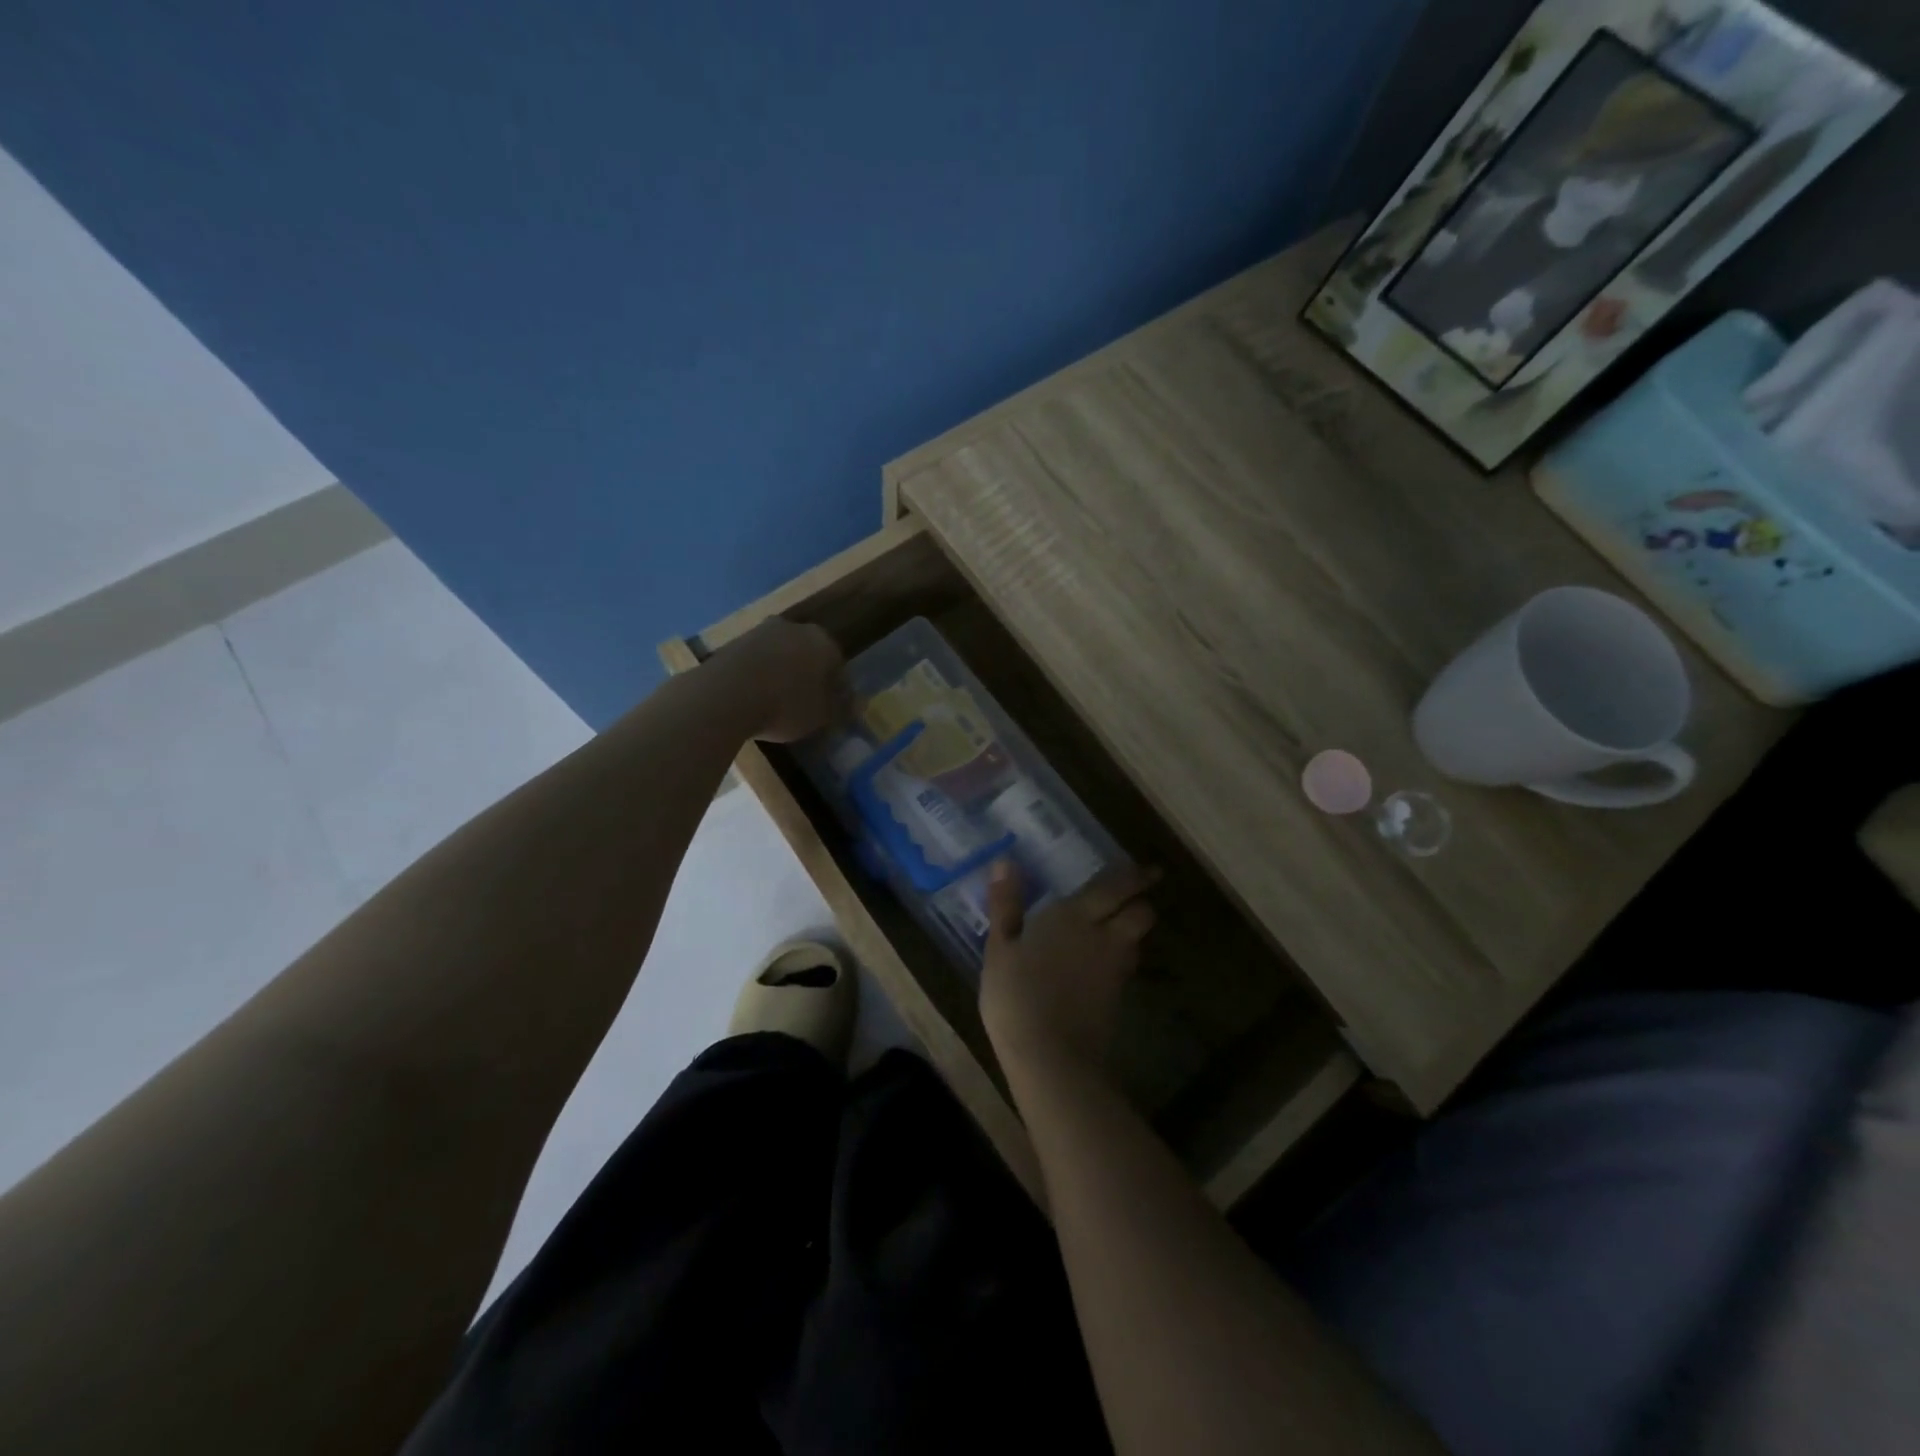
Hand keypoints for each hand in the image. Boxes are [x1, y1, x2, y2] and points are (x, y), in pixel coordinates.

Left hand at [710, 618, 847, 742]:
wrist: (724, 696)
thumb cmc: (785, 705)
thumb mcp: (821, 715)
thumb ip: (841, 707)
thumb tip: (859, 703)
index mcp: (822, 642)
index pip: (838, 664)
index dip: (837, 688)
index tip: (831, 708)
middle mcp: (794, 628)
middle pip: (808, 653)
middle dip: (809, 675)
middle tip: (805, 703)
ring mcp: (760, 632)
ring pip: (780, 654)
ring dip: (782, 673)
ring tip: (777, 702)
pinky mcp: (732, 642)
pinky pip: (755, 661)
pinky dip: (758, 675)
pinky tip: (754, 697)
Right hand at [980, 861, 1159, 1079]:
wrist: (1051, 1057)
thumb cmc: (1017, 995)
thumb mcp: (999, 948)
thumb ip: (1005, 905)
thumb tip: (1005, 862)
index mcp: (1076, 916)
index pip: (1117, 887)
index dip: (1135, 876)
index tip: (1147, 869)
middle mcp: (1104, 937)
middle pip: (1141, 913)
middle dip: (1142, 902)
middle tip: (1134, 896)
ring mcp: (1114, 970)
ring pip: (1137, 941)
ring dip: (1132, 931)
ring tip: (1117, 927)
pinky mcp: (1116, 999)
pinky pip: (1125, 967)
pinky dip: (1120, 959)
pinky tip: (1101, 964)